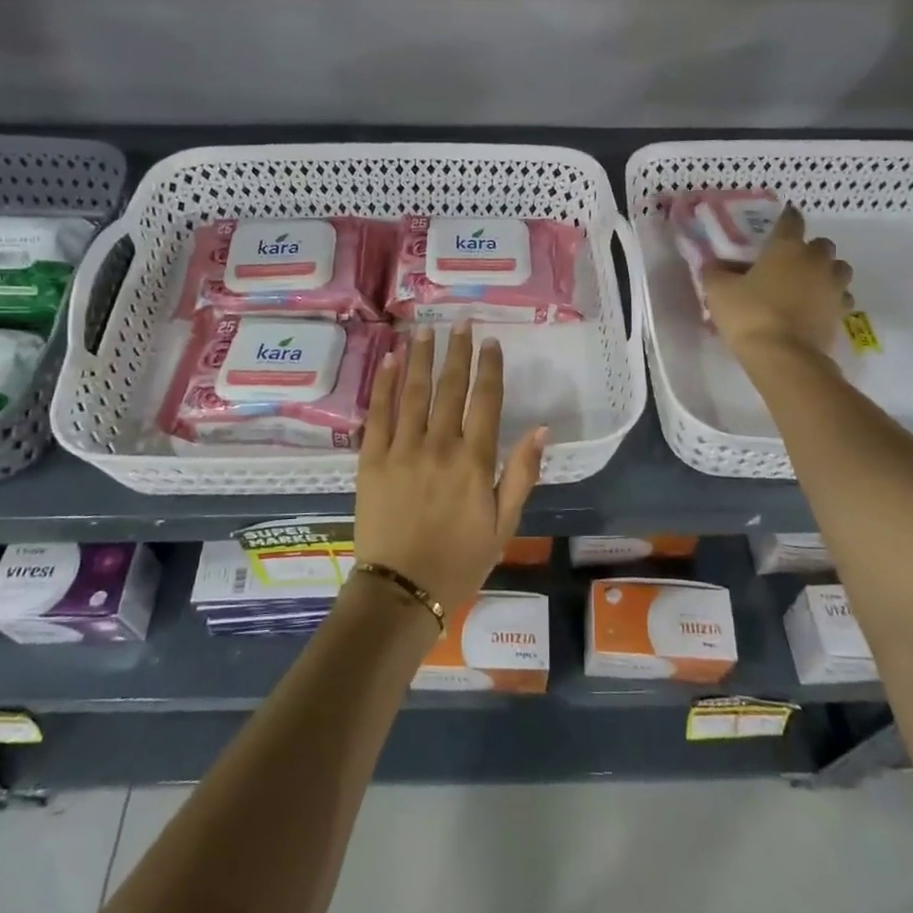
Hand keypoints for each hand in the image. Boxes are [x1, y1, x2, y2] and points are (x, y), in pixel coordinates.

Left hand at [355, 324, 547, 617]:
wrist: (402, 589)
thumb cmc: (460, 560)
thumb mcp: (504, 524)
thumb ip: (521, 474)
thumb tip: (542, 429)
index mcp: (475, 461)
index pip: (486, 400)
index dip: (489, 367)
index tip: (490, 341)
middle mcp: (439, 445)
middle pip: (450, 387)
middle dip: (457, 351)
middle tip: (460, 323)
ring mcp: (402, 449)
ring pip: (414, 392)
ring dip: (421, 356)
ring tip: (426, 328)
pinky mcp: (371, 459)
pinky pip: (378, 413)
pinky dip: (385, 383)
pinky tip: (391, 359)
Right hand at [702, 205, 852, 363]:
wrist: (784, 357)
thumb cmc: (749, 315)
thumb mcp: (718, 292)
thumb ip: (715, 272)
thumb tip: (713, 263)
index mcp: (787, 247)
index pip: (791, 220)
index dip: (786, 218)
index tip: (778, 225)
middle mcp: (816, 260)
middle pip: (821, 244)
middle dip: (809, 249)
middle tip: (789, 262)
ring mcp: (834, 286)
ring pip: (838, 269)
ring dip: (826, 272)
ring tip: (807, 284)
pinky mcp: (841, 312)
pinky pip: (842, 297)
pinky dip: (831, 298)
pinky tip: (816, 308)